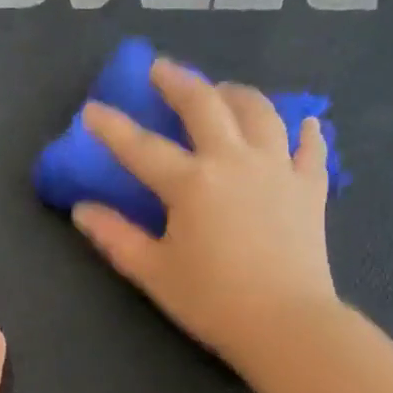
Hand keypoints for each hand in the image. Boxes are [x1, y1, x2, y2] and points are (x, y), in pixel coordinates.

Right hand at [72, 58, 338, 370]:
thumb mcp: (153, 272)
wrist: (286, 323)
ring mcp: (277, 169)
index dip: (112, 127)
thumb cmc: (212, 300)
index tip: (91, 109)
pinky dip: (303, 131)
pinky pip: (309, 148)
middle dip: (179, 82)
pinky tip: (301, 123)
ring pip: (260, 112)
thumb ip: (116, 237)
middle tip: (162, 69)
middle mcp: (234, 161)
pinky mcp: (310, 187)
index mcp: (191, 183)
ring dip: (237, 94)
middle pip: (205, 106)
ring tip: (223, 91)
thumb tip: (82, 210)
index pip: (141, 147)